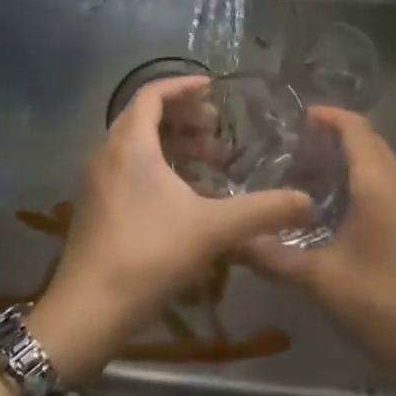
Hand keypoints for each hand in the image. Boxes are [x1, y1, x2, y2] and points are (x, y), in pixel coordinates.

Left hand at [28, 77, 313, 386]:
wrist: (88, 309)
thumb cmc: (149, 254)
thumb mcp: (213, 229)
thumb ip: (262, 211)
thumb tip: (307, 202)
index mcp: (130, 144)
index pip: (153, 94)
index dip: (184, 86)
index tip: (213, 88)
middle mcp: (108, 153)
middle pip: (144, 117)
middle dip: (184, 117)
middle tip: (217, 130)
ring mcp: (97, 181)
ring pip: (136, 145)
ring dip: (173, 144)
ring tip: (209, 163)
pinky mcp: (95, 206)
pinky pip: (128, 168)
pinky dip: (158, 167)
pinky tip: (184, 196)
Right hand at [242, 108, 395, 391]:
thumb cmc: (379, 303)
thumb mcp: (318, 278)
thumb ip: (272, 256)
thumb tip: (232, 242)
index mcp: (379, 184)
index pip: (356, 129)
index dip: (329, 116)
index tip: (297, 117)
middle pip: (370, 141)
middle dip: (336, 134)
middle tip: (295, 144)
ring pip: (381, 162)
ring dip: (349, 156)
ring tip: (307, 169)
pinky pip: (387, 183)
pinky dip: (361, 178)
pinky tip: (333, 204)